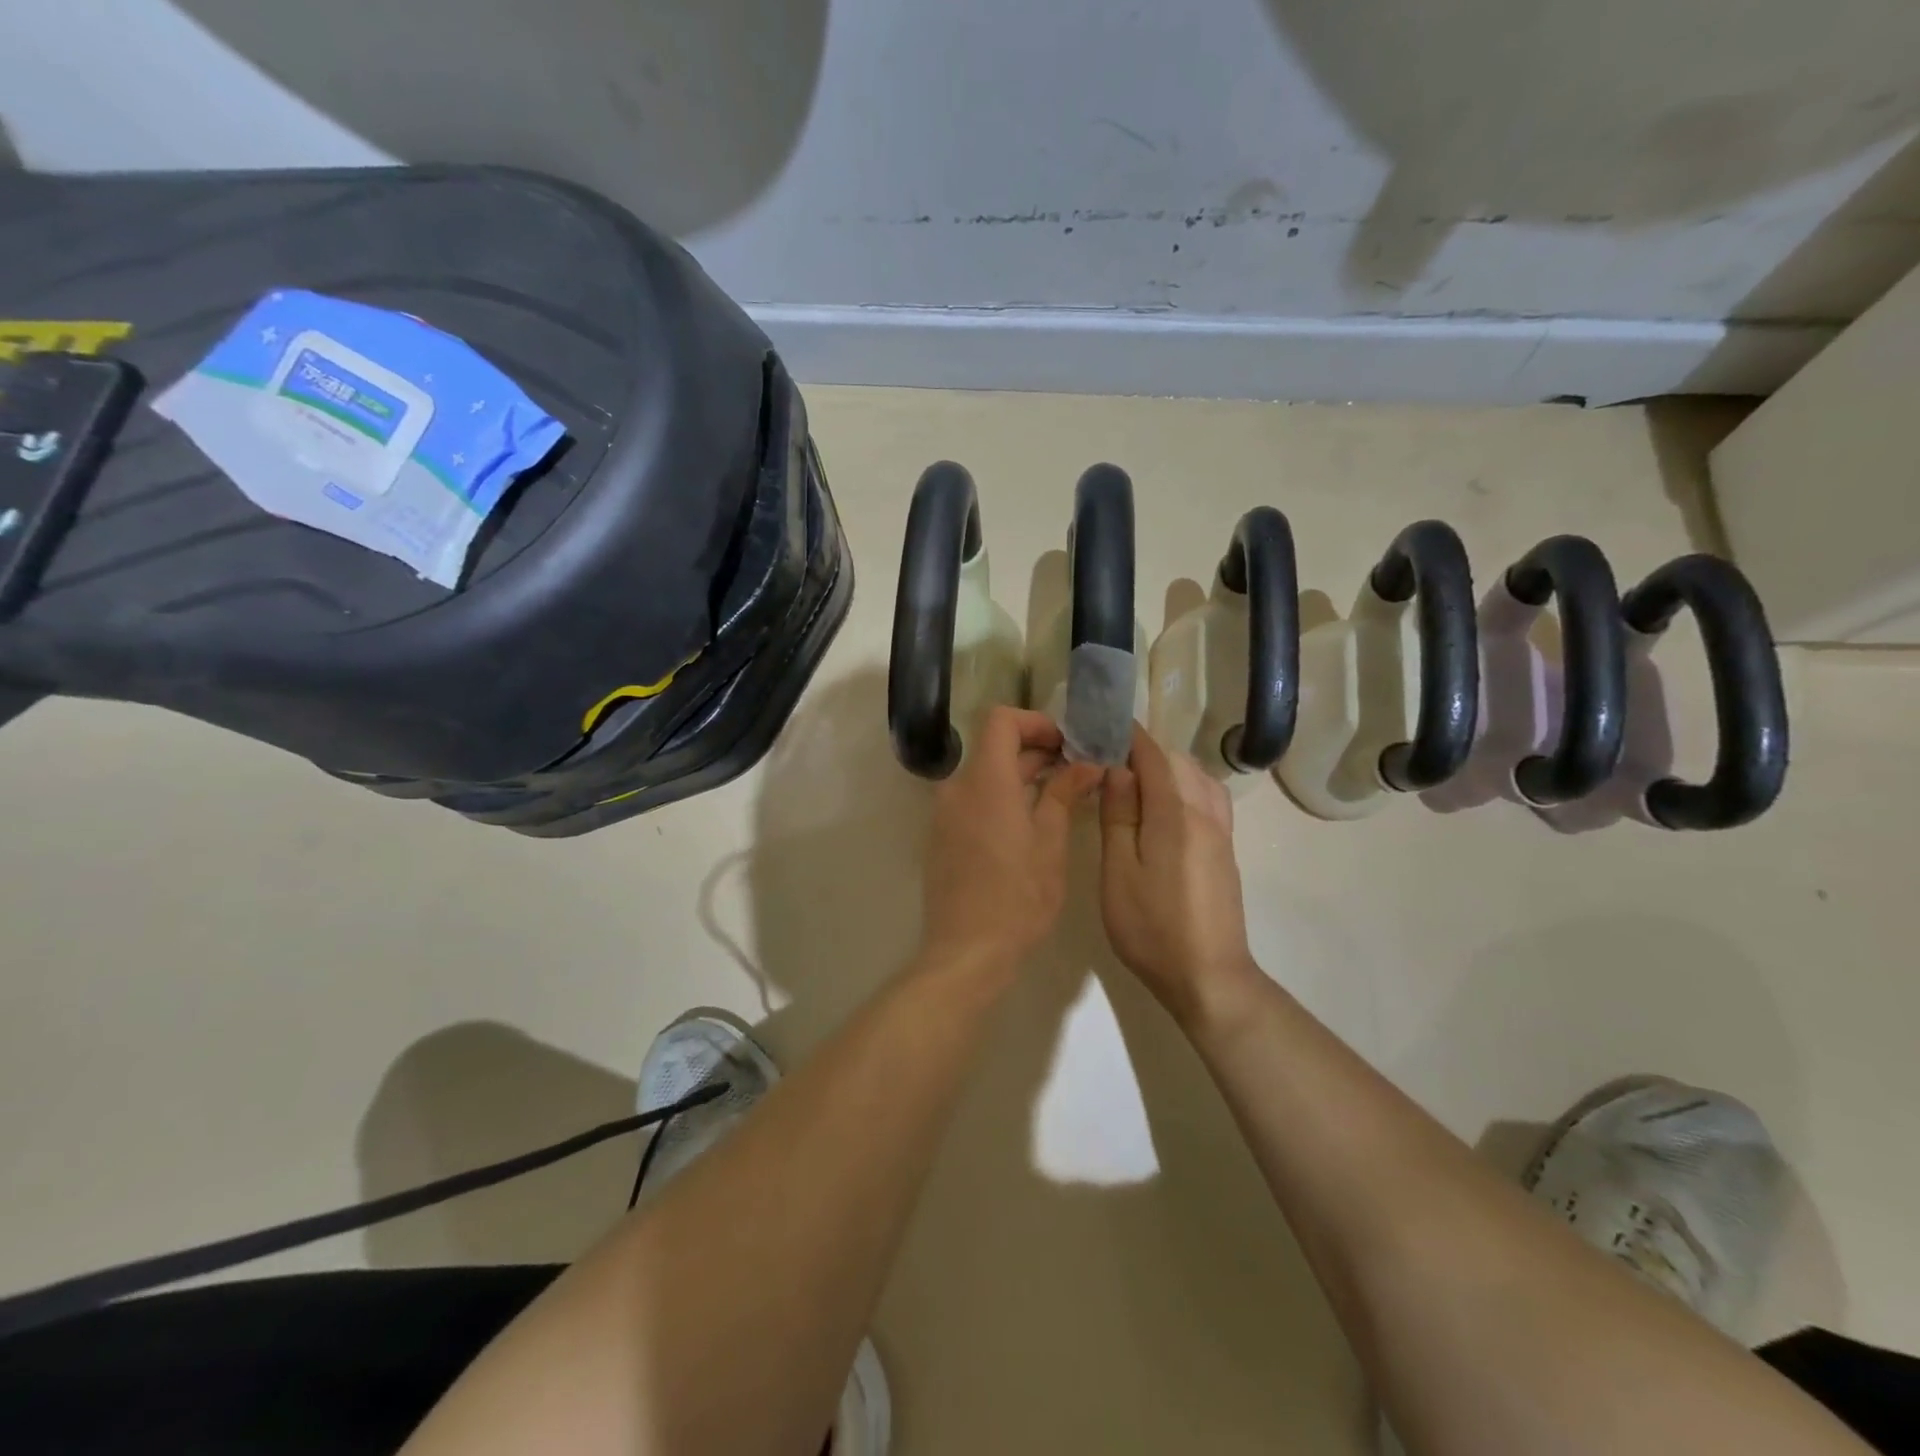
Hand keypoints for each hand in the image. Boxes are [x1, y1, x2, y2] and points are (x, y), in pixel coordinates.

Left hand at [920, 707, 1102, 970]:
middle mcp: (957, 788)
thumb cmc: (1017, 897)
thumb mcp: (1050, 843)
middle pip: (994, 748)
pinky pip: (973, 800)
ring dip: (1020, 776)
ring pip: (985, 776)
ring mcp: (945, 813)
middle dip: (1035, 751)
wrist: (967, 951)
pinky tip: (1030, 823)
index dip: (1035, 722)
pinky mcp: (942, 836)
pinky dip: (1001, 798)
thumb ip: (1063, 794)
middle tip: (1076, 770)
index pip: (1001, 720)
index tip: (1065, 744)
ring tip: (1060, 796)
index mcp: (985, 781)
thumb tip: (1085, 765)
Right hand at [1098, 728, 1257, 1026]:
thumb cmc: (1153, 927)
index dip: (1127, 736)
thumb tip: (1119, 770)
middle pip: (1178, 762)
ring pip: (1197, 777)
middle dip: (1144, 751)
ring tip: (1132, 780)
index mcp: (1177, 813)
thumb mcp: (1120, 872)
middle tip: (1105, 759)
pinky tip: (1163, 806)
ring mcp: (1221, 832)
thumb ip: (1119, 816)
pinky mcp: (1225, 851)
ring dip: (1166, 768)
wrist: (1209, 977)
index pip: (1153, 755)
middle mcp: (1206, 813)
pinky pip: (1208, 798)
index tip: (1099, 726)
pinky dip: (1184, 786)